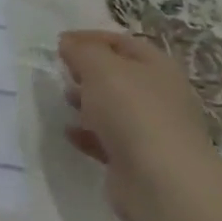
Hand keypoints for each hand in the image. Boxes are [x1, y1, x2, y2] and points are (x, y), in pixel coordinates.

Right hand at [57, 29, 221, 220]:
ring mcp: (150, 130)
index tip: (60, 42)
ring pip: (112, 108)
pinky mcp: (137, 159)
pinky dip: (87, 134)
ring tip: (64, 101)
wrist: (161, 182)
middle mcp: (159, 96)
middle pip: (118, 75)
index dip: (90, 38)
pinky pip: (106, 139)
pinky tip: (70, 133)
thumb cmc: (133, 111)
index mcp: (157, 67)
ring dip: (86, 102)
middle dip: (87, 71)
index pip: (122, 42)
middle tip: (62, 72)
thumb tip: (68, 43)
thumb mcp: (100, 67)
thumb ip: (81, 50)